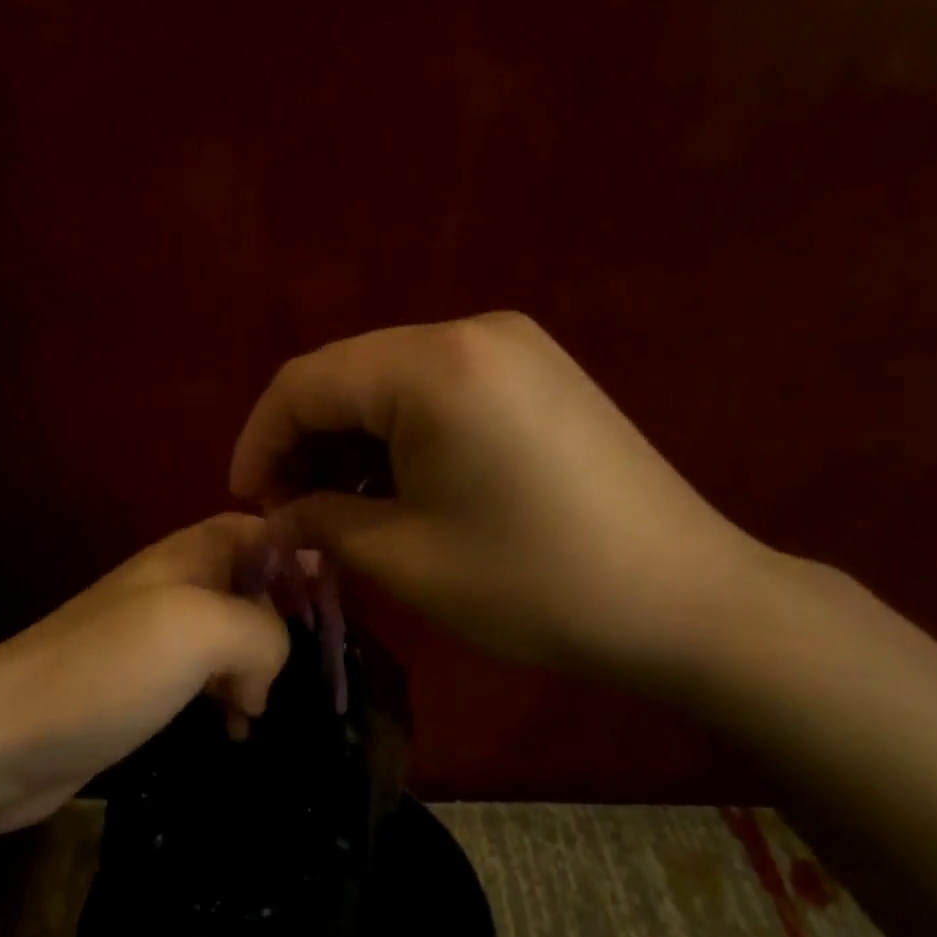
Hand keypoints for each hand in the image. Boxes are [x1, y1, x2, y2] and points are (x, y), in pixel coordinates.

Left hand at [0, 514, 291, 831]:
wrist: (5, 737)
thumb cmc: (109, 668)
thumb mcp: (202, 629)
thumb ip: (263, 631)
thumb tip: (269, 667)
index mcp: (188, 556)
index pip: (256, 529)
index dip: (297, 552)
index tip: (331, 597)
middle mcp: (174, 588)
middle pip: (250, 586)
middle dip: (280, 623)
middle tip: (292, 669)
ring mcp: (156, 639)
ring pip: (231, 638)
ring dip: (257, 668)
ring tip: (258, 709)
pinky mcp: (143, 686)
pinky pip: (205, 680)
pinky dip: (229, 698)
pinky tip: (234, 729)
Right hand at [230, 312, 774, 681]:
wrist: (688, 603)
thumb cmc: (535, 585)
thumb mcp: (406, 559)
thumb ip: (319, 523)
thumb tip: (274, 517)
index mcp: (433, 366)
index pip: (305, 383)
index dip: (260, 442)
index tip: (247, 505)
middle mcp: (470, 332)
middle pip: (347, 377)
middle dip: (305, 444)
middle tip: (292, 516)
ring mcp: (513, 348)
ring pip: (391, 386)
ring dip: (352, 445)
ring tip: (340, 513)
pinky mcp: (538, 374)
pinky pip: (439, 394)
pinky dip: (400, 438)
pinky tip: (397, 490)